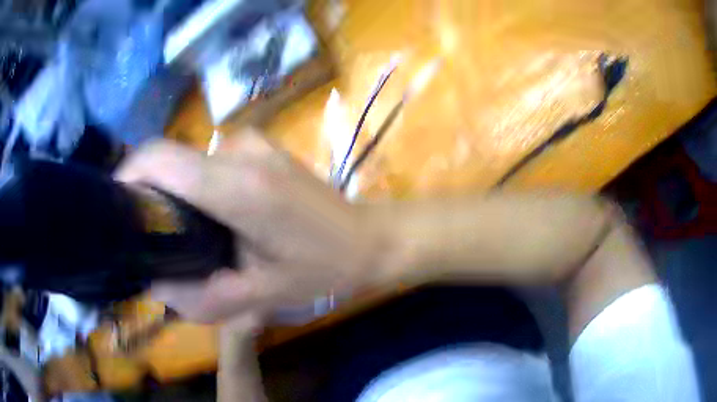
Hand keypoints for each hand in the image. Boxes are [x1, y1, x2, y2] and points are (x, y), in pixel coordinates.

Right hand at [116, 130, 391, 322]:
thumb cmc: (321, 269)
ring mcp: (251, 142)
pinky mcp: (258, 145)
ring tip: (182, 234)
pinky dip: (195, 188)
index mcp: (239, 186)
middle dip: (148, 193)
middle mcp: (240, 150)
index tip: (115, 207)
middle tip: (149, 236)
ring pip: (188, 163)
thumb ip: (199, 297)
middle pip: (170, 160)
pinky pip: (208, 163)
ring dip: (174, 193)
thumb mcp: (259, 296)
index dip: (129, 174)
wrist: (366, 238)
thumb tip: (151, 282)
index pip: (161, 158)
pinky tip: (211, 219)